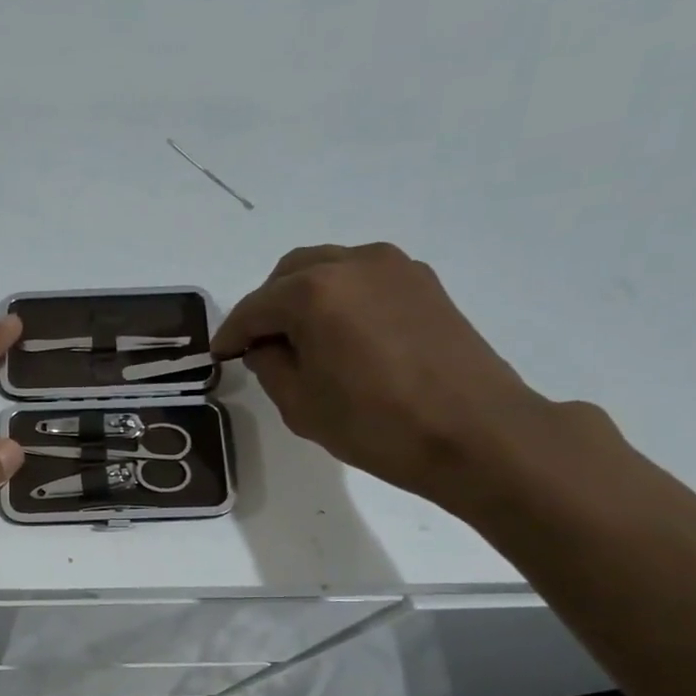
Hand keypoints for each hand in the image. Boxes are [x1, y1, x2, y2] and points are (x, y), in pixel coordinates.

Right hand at [211, 243, 565, 508]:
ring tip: (303, 340)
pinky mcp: (423, 282)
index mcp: (314, 292)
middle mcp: (352, 263)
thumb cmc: (376, 425)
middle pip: (290, 273)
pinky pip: (363, 278)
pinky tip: (343, 336)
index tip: (220, 356)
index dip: (231, 334)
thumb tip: (266, 345)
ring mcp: (394, 267)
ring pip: (328, 268)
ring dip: (304, 297)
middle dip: (267, 307)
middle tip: (260, 347)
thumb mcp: (300, 405)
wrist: (474, 432)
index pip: (254, 307)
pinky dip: (340, 298)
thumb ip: (269, 365)